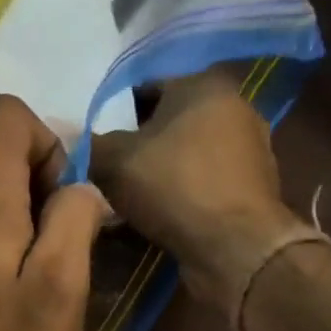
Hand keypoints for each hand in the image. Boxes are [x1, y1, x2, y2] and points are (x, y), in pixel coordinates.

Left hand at [0, 95, 106, 330]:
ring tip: (32, 263)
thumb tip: (80, 188)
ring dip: (13, 204)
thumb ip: (74, 221)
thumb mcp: (60, 293)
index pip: (7, 114)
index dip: (49, 142)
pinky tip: (1, 280)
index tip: (65, 199)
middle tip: (55, 237)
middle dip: (34, 174)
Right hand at [90, 69, 311, 317]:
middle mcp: (233, 107)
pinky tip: (160, 217)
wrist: (235, 247)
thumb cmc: (174, 188)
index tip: (95, 144)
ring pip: (186, 156)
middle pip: (168, 123)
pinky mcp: (252, 188)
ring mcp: (249, 149)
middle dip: (138, 147)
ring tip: (130, 201)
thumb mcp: (115, 162)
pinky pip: (202, 184)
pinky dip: (181, 195)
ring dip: (159, 174)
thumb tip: (78, 143)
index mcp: (203, 84)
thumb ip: (92, 145)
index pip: (145, 87)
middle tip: (108, 174)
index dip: (113, 114)